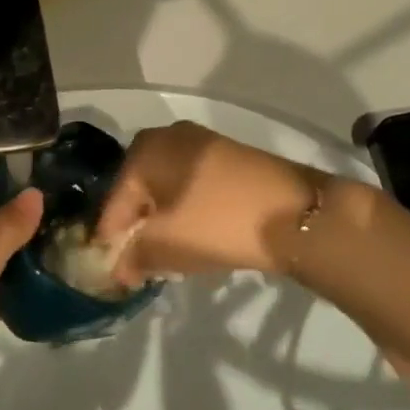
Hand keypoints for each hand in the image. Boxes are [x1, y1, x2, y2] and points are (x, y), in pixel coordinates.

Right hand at [95, 121, 321, 284]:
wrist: (298, 214)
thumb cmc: (218, 223)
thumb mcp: (166, 245)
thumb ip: (133, 257)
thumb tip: (118, 269)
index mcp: (146, 149)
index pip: (114, 202)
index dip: (111, 241)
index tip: (115, 273)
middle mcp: (169, 136)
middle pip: (139, 191)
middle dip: (137, 229)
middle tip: (141, 264)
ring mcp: (202, 143)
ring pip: (167, 188)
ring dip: (162, 221)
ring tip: (168, 256)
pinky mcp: (229, 157)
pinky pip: (192, 185)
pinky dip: (186, 211)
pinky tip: (195, 236)